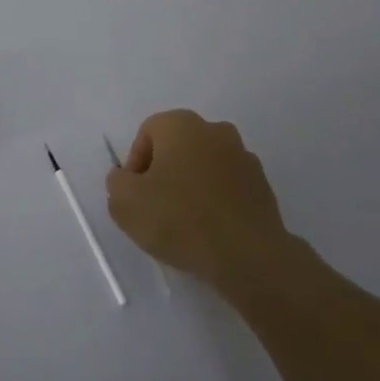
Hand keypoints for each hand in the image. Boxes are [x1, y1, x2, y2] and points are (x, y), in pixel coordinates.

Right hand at [106, 109, 290, 293]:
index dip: (136, 165)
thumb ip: (117, 182)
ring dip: (192, 186)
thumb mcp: (125, 203)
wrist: (247, 255)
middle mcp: (215, 130)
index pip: (147, 134)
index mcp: (181, 124)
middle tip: (156, 207)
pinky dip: (216, 201)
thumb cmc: (180, 219)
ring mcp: (244, 156)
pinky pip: (228, 187)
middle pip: (177, 147)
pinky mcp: (262, 185)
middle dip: (164, 172)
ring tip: (185, 223)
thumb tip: (127, 178)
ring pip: (204, 166)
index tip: (136, 195)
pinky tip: (210, 230)